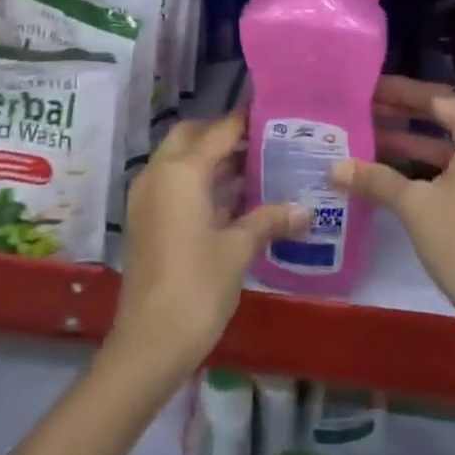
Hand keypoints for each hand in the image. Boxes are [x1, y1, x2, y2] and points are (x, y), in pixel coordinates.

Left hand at [109, 110, 307, 378]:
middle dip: (223, 136)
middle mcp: (160, 175)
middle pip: (192, 137)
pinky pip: (176, 186)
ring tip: (258, 166)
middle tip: (262, 141)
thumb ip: (269, 221)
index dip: (245, 119)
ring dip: (213, 161)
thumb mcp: (238, 250)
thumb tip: (305, 210)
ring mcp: (149, 200)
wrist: (149, 344)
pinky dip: (202, 184)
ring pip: (182, 162)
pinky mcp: (148, 222)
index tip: (274, 111)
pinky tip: (236, 201)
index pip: (219, 131)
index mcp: (181, 171)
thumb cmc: (197, 286)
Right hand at [338, 77, 454, 411]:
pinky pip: (454, 176)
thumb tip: (335, 168)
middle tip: (364, 112)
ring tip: (368, 142)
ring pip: (448, 152)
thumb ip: (376, 179)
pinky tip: (391, 180)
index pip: (439, 100)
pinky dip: (425, 173)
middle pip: (445, 122)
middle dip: (404, 118)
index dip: (402, 93)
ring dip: (412, 147)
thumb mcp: (414, 205)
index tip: (370, 89)